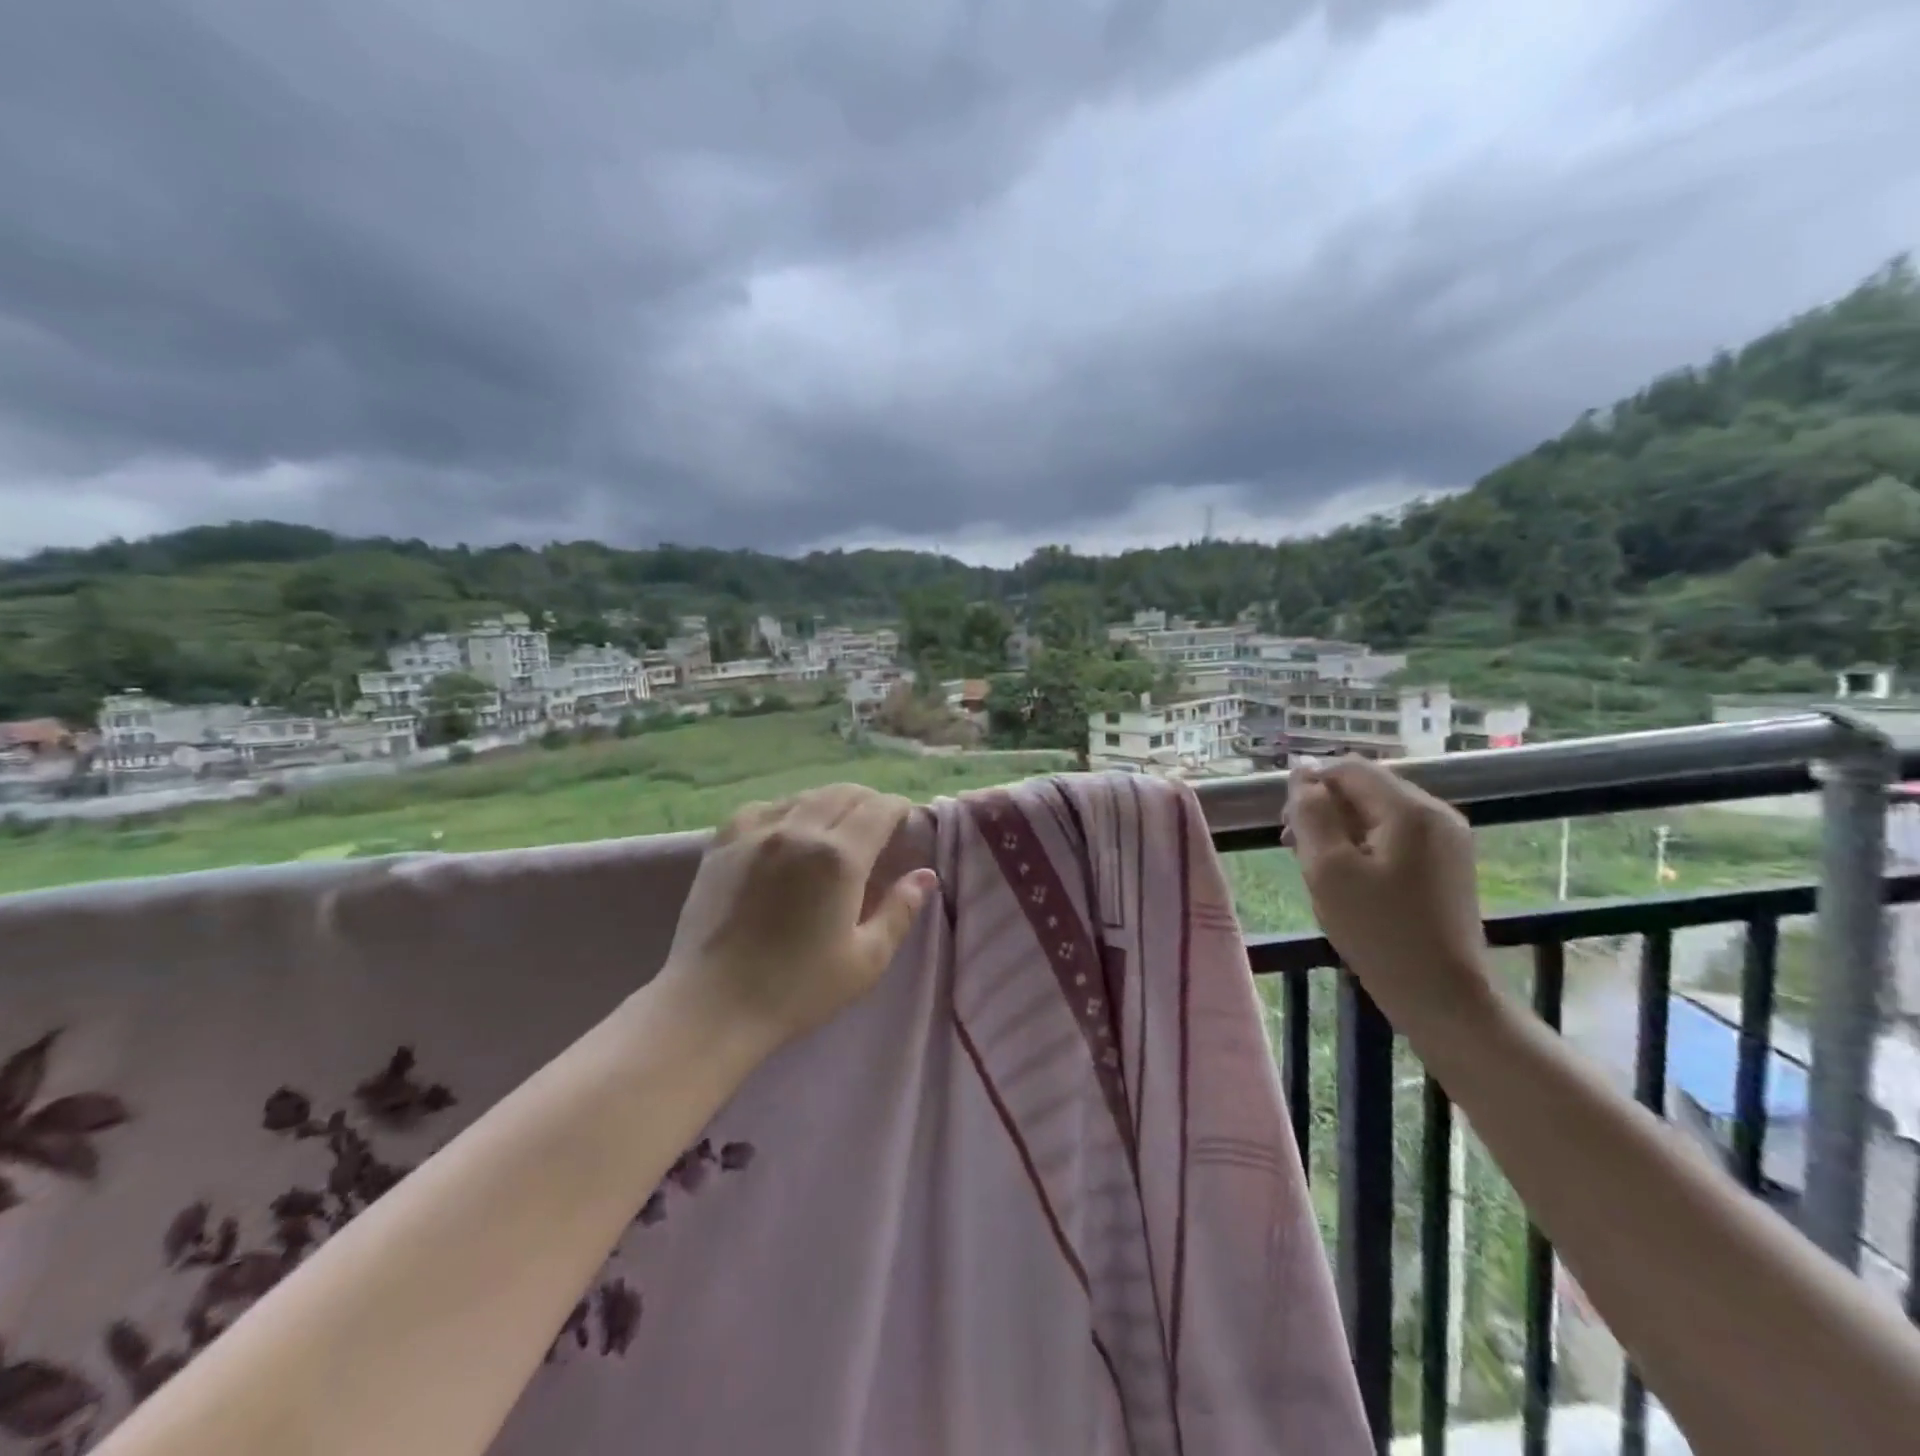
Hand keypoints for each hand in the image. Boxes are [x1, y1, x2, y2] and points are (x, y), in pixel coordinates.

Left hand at [652, 785, 938, 1060]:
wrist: (712, 1005)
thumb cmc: (797, 989)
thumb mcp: (865, 961)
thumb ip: (900, 911)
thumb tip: (925, 875)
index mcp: (839, 858)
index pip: (879, 810)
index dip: (899, 810)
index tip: (906, 823)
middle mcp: (799, 830)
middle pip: (844, 794)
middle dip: (869, 802)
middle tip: (878, 825)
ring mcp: (756, 832)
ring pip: (805, 796)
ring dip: (830, 803)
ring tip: (836, 826)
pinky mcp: (724, 843)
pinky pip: (764, 808)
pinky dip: (787, 810)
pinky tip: (787, 830)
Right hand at [1282, 757, 1490, 1021]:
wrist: (1442, 994)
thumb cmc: (1378, 931)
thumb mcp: (1329, 869)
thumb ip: (1311, 814)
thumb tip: (1301, 774)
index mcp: (1410, 809)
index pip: (1349, 769)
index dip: (1309, 785)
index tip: (1285, 826)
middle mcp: (1436, 813)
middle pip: (1365, 788)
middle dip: (1324, 808)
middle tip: (1295, 848)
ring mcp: (1447, 839)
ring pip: (1378, 811)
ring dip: (1340, 827)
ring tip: (1317, 866)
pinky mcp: (1447, 863)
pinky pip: (1395, 835)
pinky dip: (1364, 844)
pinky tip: (1350, 877)